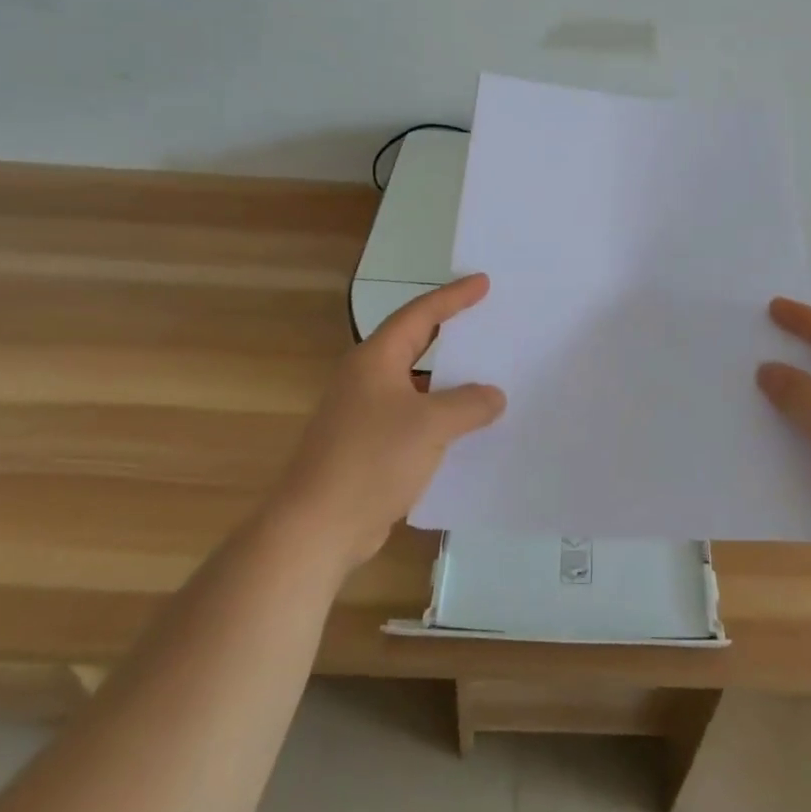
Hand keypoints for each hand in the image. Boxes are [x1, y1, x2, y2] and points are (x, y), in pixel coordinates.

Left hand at [272, 274, 505, 573]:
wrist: (316, 529)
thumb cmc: (371, 461)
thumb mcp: (430, 426)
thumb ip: (468, 404)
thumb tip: (494, 395)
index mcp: (376, 360)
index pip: (420, 314)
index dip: (453, 297)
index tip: (483, 282)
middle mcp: (367, 379)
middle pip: (416, 344)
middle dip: (451, 333)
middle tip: (487, 320)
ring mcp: (364, 414)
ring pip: (416, 385)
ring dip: (449, 381)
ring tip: (488, 375)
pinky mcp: (368, 447)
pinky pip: (413, 418)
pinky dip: (440, 417)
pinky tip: (467, 429)